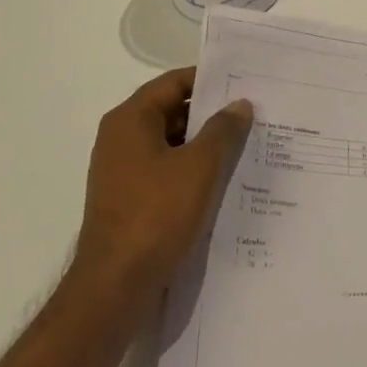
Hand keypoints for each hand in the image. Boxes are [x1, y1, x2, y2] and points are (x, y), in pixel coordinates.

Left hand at [73, 68, 252, 298]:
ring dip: (203, 144)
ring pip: (170, 143)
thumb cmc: (156, 215)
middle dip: (211, 114)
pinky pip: (165, 170)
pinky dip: (191, 170)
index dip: (209, 80)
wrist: (115, 286)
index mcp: (130, 119)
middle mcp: (121, 138)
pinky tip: (222, 181)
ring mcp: (122, 170)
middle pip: (171, 110)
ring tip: (245, 146)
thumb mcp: (199, 167)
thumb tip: (239, 104)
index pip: (174, 82)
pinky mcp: (129, 199)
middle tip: (251, 114)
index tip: (244, 82)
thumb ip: (223, 130)